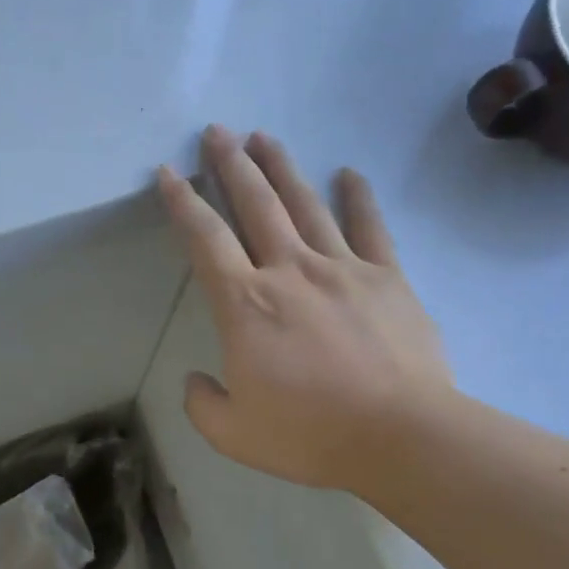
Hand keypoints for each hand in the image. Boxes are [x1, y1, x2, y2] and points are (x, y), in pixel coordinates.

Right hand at [156, 126, 450, 490]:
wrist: (401, 436)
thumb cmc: (311, 435)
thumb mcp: (234, 434)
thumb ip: (203, 403)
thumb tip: (197, 380)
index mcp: (246, 304)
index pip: (205, 239)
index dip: (182, 202)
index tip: (167, 172)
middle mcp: (290, 271)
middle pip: (255, 204)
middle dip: (231, 164)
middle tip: (217, 131)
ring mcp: (343, 268)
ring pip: (306, 204)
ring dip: (282, 168)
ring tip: (264, 137)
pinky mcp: (387, 278)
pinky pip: (370, 228)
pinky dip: (359, 198)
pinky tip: (350, 173)